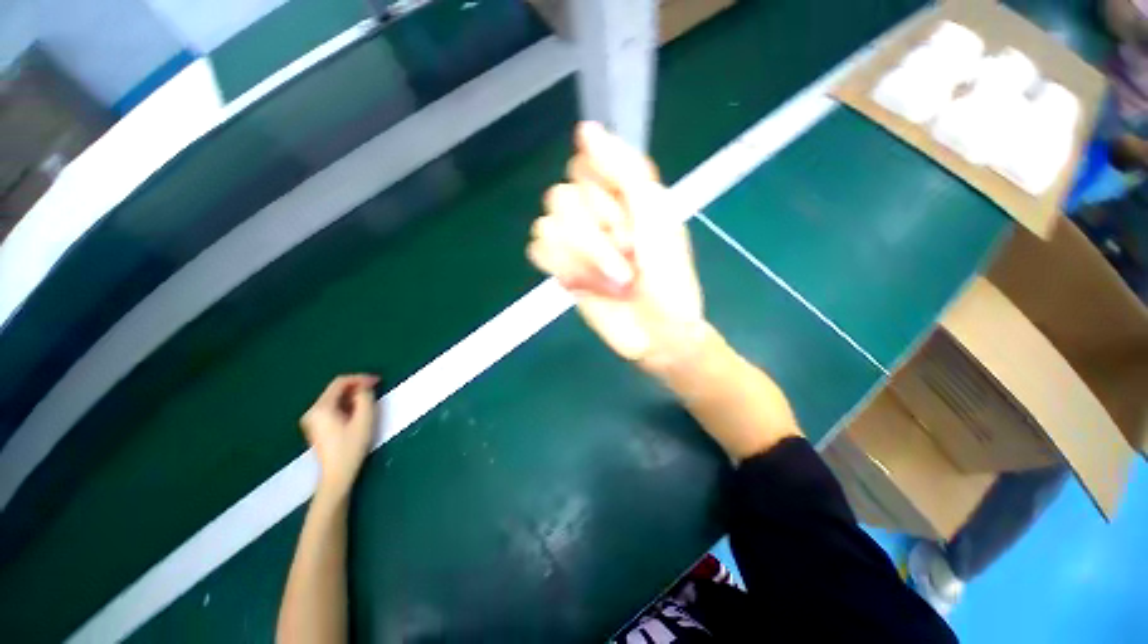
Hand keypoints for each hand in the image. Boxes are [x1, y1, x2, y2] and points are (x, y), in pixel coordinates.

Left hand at [300, 374, 379, 497]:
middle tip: (375, 389)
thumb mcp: (364, 420)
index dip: (360, 378)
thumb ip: (365, 398)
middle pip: (335, 389)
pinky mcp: (316, 426)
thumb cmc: (351, 447)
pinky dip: (346, 404)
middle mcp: (313, 411)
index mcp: (321, 408)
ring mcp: (312, 419)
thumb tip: (363, 387)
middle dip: (356, 386)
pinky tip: (357, 411)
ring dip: (352, 395)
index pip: (340, 382)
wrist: (336, 475)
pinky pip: (332, 407)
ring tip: (369, 400)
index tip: (377, 381)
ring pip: (334, 398)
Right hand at [528, 122, 706, 373]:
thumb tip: (585, 129)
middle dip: (597, 233)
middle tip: (628, 255)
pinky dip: (562, 266)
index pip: (585, 164)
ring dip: (586, 256)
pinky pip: (537, 249)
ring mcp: (575, 242)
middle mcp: (594, 213)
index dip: (602, 191)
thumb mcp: (658, 217)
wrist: (657, 330)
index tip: (626, 217)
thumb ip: (625, 171)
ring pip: (547, 224)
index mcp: (621, 195)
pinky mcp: (561, 268)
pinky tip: (584, 282)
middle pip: (560, 196)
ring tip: (614, 279)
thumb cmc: (669, 277)